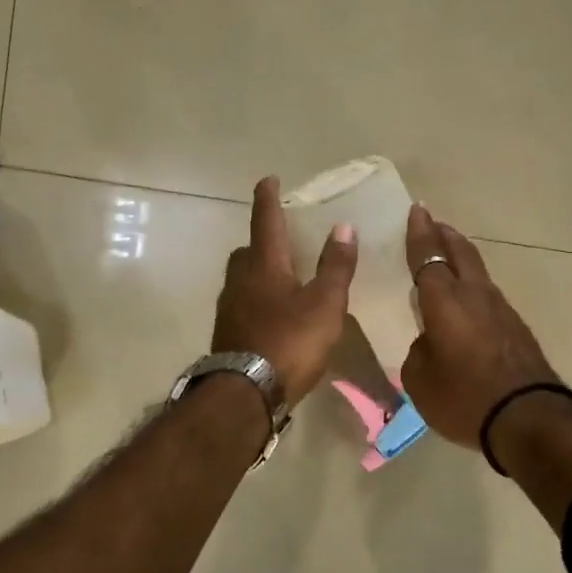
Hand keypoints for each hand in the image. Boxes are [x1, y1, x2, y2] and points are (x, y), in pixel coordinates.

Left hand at [211, 177, 357, 402]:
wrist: (246, 393)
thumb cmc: (290, 342)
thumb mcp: (325, 304)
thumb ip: (336, 266)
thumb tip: (344, 226)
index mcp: (264, 265)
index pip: (266, 221)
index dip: (268, 198)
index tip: (268, 179)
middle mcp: (240, 280)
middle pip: (248, 251)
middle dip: (263, 240)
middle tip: (283, 240)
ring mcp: (230, 308)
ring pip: (243, 278)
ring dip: (259, 272)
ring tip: (284, 279)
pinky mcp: (228, 333)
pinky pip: (243, 303)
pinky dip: (257, 299)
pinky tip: (274, 315)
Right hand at [400, 204, 559, 449]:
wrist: (529, 419)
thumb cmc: (464, 397)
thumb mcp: (420, 381)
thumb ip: (419, 352)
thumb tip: (430, 343)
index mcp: (445, 301)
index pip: (428, 256)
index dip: (420, 233)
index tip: (417, 210)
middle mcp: (475, 295)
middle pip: (461, 252)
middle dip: (445, 235)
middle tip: (433, 224)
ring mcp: (501, 310)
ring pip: (478, 272)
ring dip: (461, 259)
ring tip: (447, 260)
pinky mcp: (516, 328)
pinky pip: (487, 296)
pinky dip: (472, 287)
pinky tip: (466, 302)